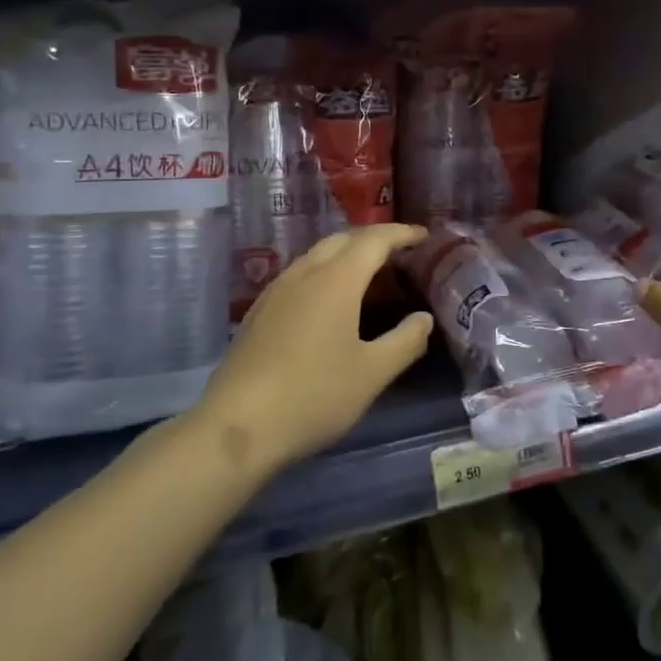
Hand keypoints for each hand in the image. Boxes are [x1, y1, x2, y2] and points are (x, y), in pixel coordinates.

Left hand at [197, 223, 435, 469]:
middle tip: (398, 250)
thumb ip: (405, 341)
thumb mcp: (372, 374)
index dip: (401, 233)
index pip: (373, 240)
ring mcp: (275, 292)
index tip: (423, 235)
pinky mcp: (258, 313)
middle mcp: (304, 275)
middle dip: (372, 238)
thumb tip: (424, 319)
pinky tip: (326, 300)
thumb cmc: (313, 395)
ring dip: (345, 253)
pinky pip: (298, 275)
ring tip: (366, 271)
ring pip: (315, 256)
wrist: (236, 427)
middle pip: (341, 240)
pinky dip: (323, 272)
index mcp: (336, 281)